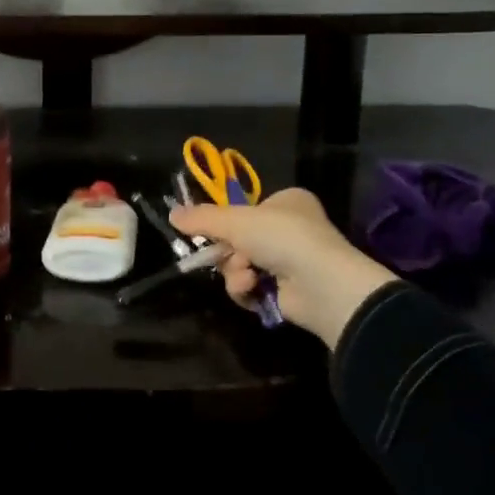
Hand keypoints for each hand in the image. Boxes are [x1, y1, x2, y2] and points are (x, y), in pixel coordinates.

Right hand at [170, 188, 397, 346]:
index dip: (226, 222)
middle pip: (239, 240)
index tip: (209, 231)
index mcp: (287, 202)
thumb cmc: (282, 238)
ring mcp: (292, 262)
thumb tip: (171, 214)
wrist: (323, 285)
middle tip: (223, 256)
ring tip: (247, 277)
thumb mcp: (235, 220)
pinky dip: (247, 290)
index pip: (246, 209)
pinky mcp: (289, 292)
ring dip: (236, 272)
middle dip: (228, 252)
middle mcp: (291, 229)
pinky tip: (253, 290)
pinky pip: (252, 288)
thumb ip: (202, 218)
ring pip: (242, 265)